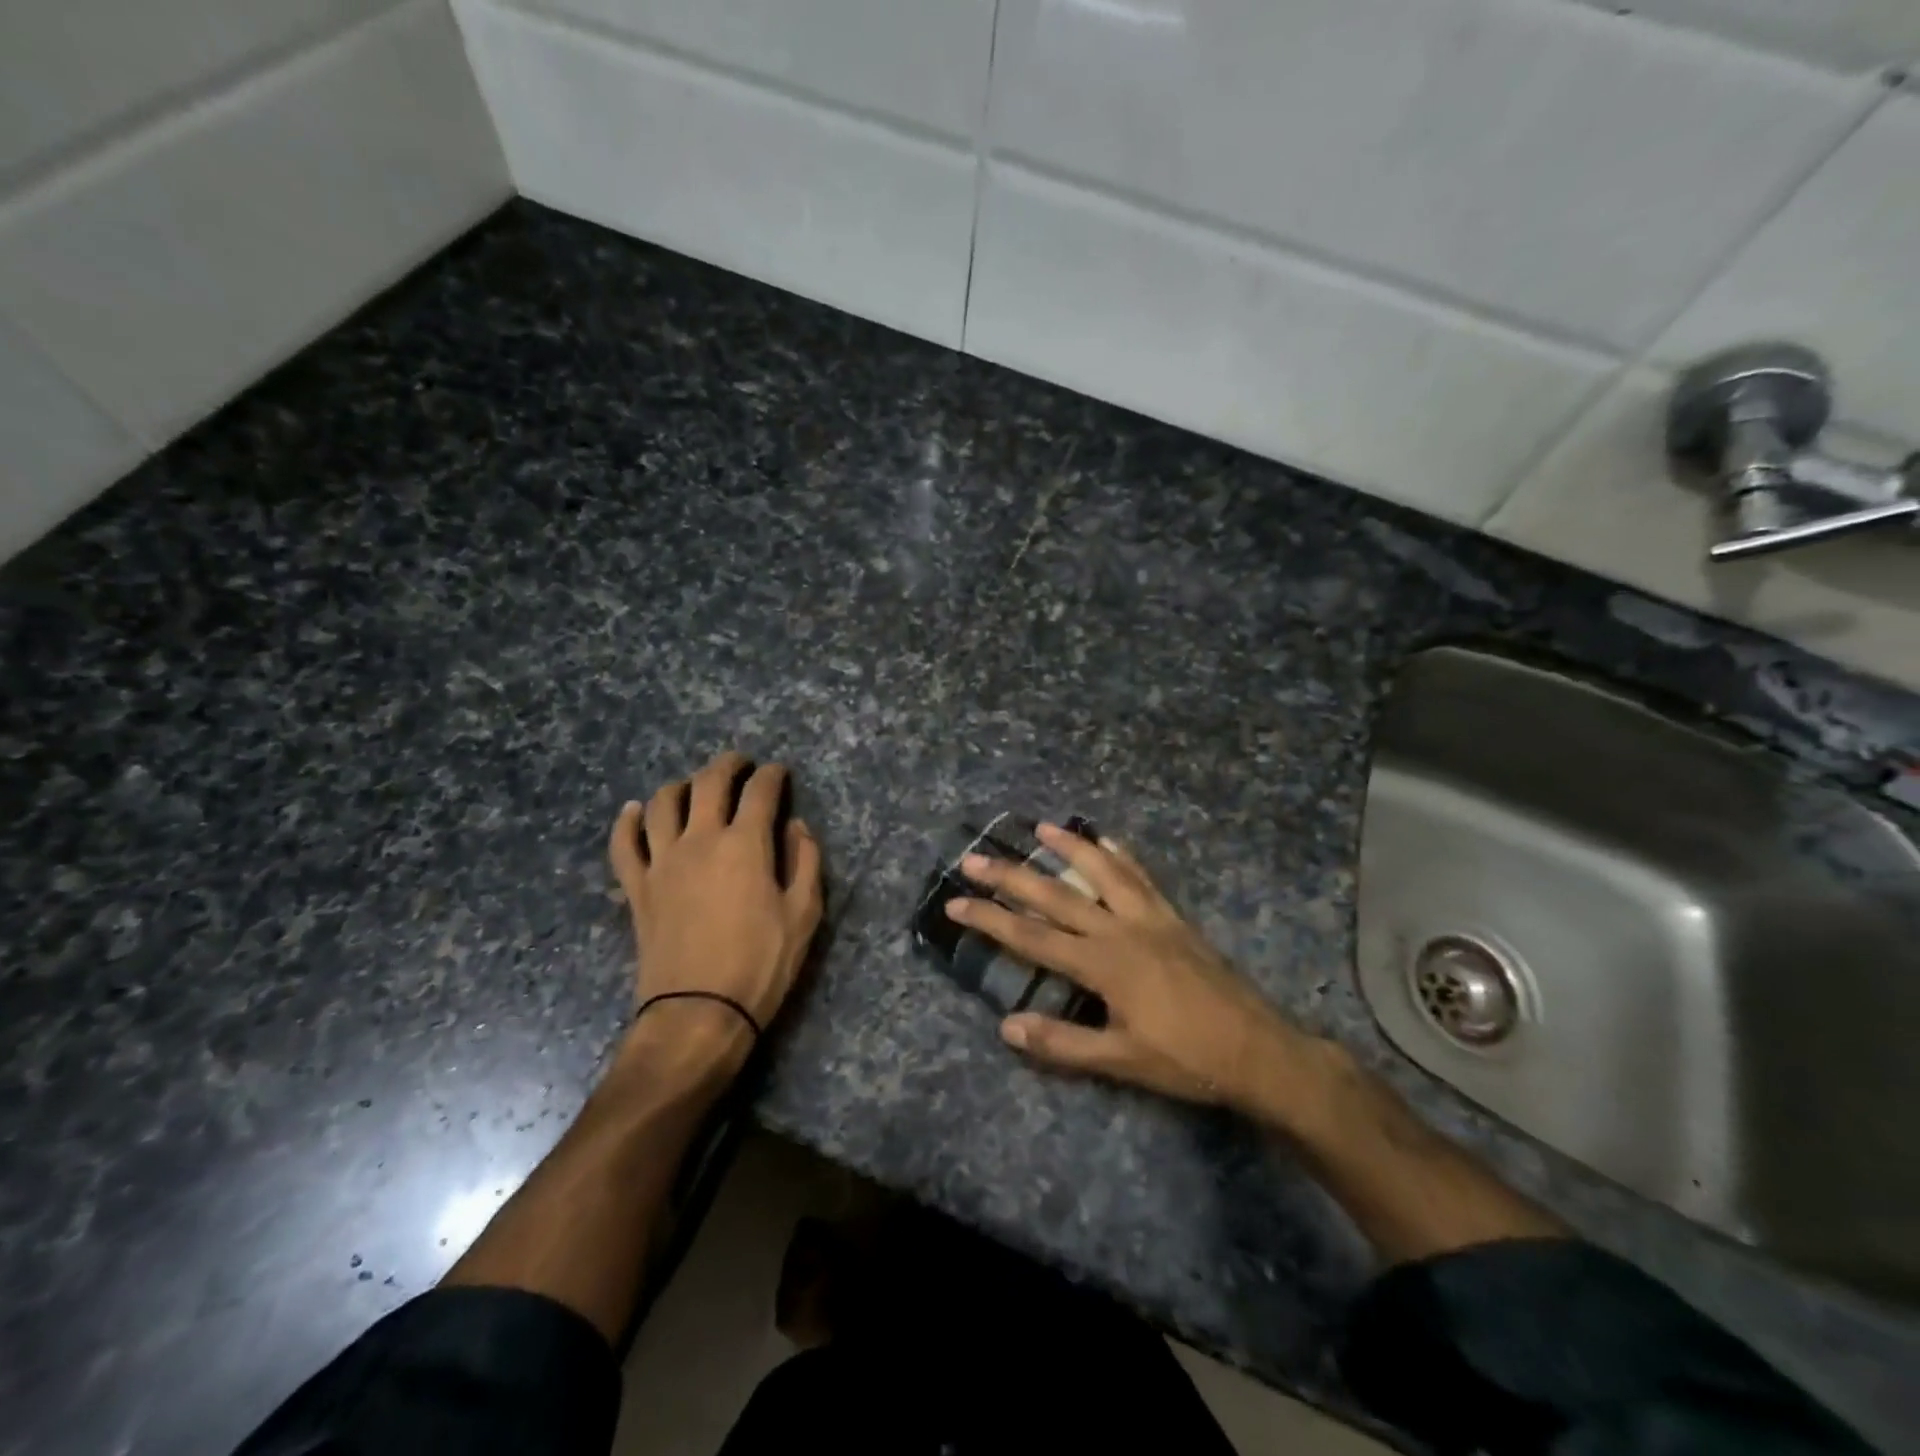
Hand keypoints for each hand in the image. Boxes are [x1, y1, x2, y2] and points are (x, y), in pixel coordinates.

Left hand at [608, 751, 823, 1057]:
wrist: (699, 1013)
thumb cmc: (761, 963)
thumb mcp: (804, 914)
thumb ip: (805, 861)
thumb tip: (796, 825)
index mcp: (745, 843)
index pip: (760, 791)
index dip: (773, 775)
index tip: (779, 772)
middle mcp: (700, 839)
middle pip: (709, 782)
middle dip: (728, 764)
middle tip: (741, 764)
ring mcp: (662, 861)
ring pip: (661, 803)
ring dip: (680, 785)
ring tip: (694, 787)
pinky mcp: (637, 887)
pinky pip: (623, 843)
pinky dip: (626, 821)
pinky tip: (633, 811)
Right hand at [945, 823, 1321, 1114]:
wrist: (1258, 1050)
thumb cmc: (1187, 1060)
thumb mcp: (1121, 1061)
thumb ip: (1063, 1042)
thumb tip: (1006, 1027)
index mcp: (1103, 964)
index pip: (1033, 937)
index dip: (991, 919)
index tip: (956, 903)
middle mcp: (1121, 930)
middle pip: (1057, 895)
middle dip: (1012, 876)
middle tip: (975, 857)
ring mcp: (1151, 918)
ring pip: (1102, 872)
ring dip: (1069, 847)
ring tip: (1040, 827)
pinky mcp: (1174, 918)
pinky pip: (1143, 878)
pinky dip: (1122, 856)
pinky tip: (1108, 841)